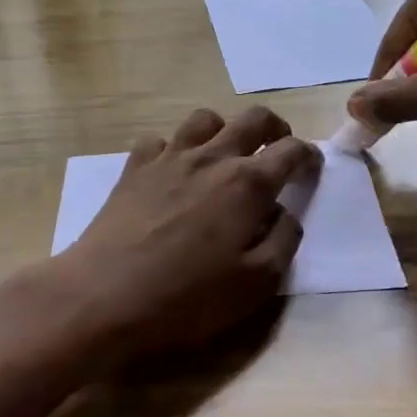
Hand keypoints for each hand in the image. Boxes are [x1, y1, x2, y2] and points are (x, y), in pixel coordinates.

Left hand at [43, 106, 321, 362]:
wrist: (104, 296)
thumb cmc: (187, 297)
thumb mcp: (257, 283)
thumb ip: (283, 241)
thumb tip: (285, 213)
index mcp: (247, 184)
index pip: (291, 151)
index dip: (308, 156)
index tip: (311, 168)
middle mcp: (211, 158)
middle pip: (252, 119)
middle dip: (274, 127)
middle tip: (277, 149)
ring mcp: (168, 158)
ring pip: (204, 119)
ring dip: (223, 130)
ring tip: (224, 155)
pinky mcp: (133, 169)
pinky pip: (159, 140)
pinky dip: (173, 148)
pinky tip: (172, 173)